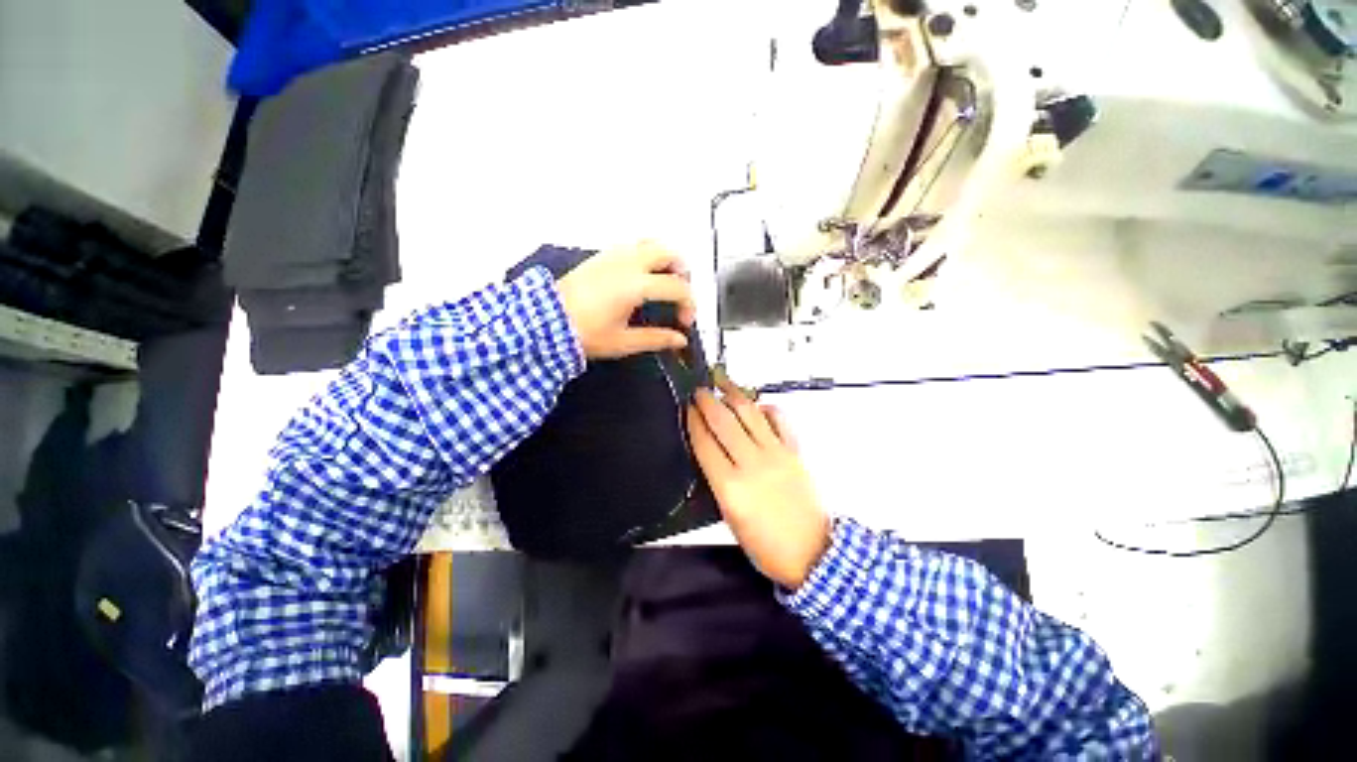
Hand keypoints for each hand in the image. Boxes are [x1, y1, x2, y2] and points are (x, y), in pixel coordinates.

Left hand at [555, 242, 695, 359]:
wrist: (546, 321)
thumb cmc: (585, 333)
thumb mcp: (624, 341)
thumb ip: (657, 339)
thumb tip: (680, 340)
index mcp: (637, 285)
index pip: (677, 287)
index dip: (688, 304)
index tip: (684, 323)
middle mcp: (628, 263)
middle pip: (669, 253)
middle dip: (682, 273)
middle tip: (679, 296)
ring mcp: (613, 255)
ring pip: (650, 244)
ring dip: (665, 261)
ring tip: (663, 285)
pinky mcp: (601, 256)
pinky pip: (633, 246)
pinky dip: (647, 257)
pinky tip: (640, 279)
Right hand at [687, 379, 830, 589]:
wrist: (812, 553)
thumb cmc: (765, 544)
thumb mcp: (729, 518)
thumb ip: (718, 481)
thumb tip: (710, 450)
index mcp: (730, 486)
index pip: (705, 442)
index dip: (693, 421)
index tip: (687, 407)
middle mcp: (752, 464)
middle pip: (723, 422)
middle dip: (708, 401)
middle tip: (699, 390)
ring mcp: (776, 454)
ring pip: (750, 414)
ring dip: (733, 394)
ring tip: (722, 381)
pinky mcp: (796, 451)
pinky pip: (779, 420)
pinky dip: (766, 408)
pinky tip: (757, 404)